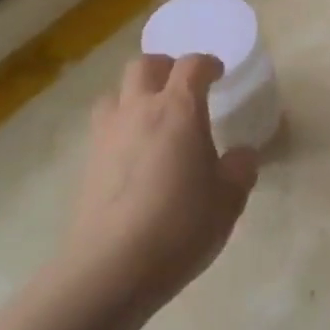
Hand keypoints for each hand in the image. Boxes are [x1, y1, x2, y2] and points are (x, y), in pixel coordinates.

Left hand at [54, 53, 259, 322]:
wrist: (113, 265)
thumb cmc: (181, 225)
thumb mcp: (228, 200)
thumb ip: (240, 169)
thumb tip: (242, 154)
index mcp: (179, 110)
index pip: (191, 66)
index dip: (207, 64)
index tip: (218, 73)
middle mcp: (139, 110)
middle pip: (144, 65)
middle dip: (165, 67)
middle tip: (182, 87)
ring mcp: (107, 133)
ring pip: (116, 91)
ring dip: (135, 93)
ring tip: (152, 117)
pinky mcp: (88, 160)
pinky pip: (104, 124)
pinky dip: (120, 124)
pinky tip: (133, 153)